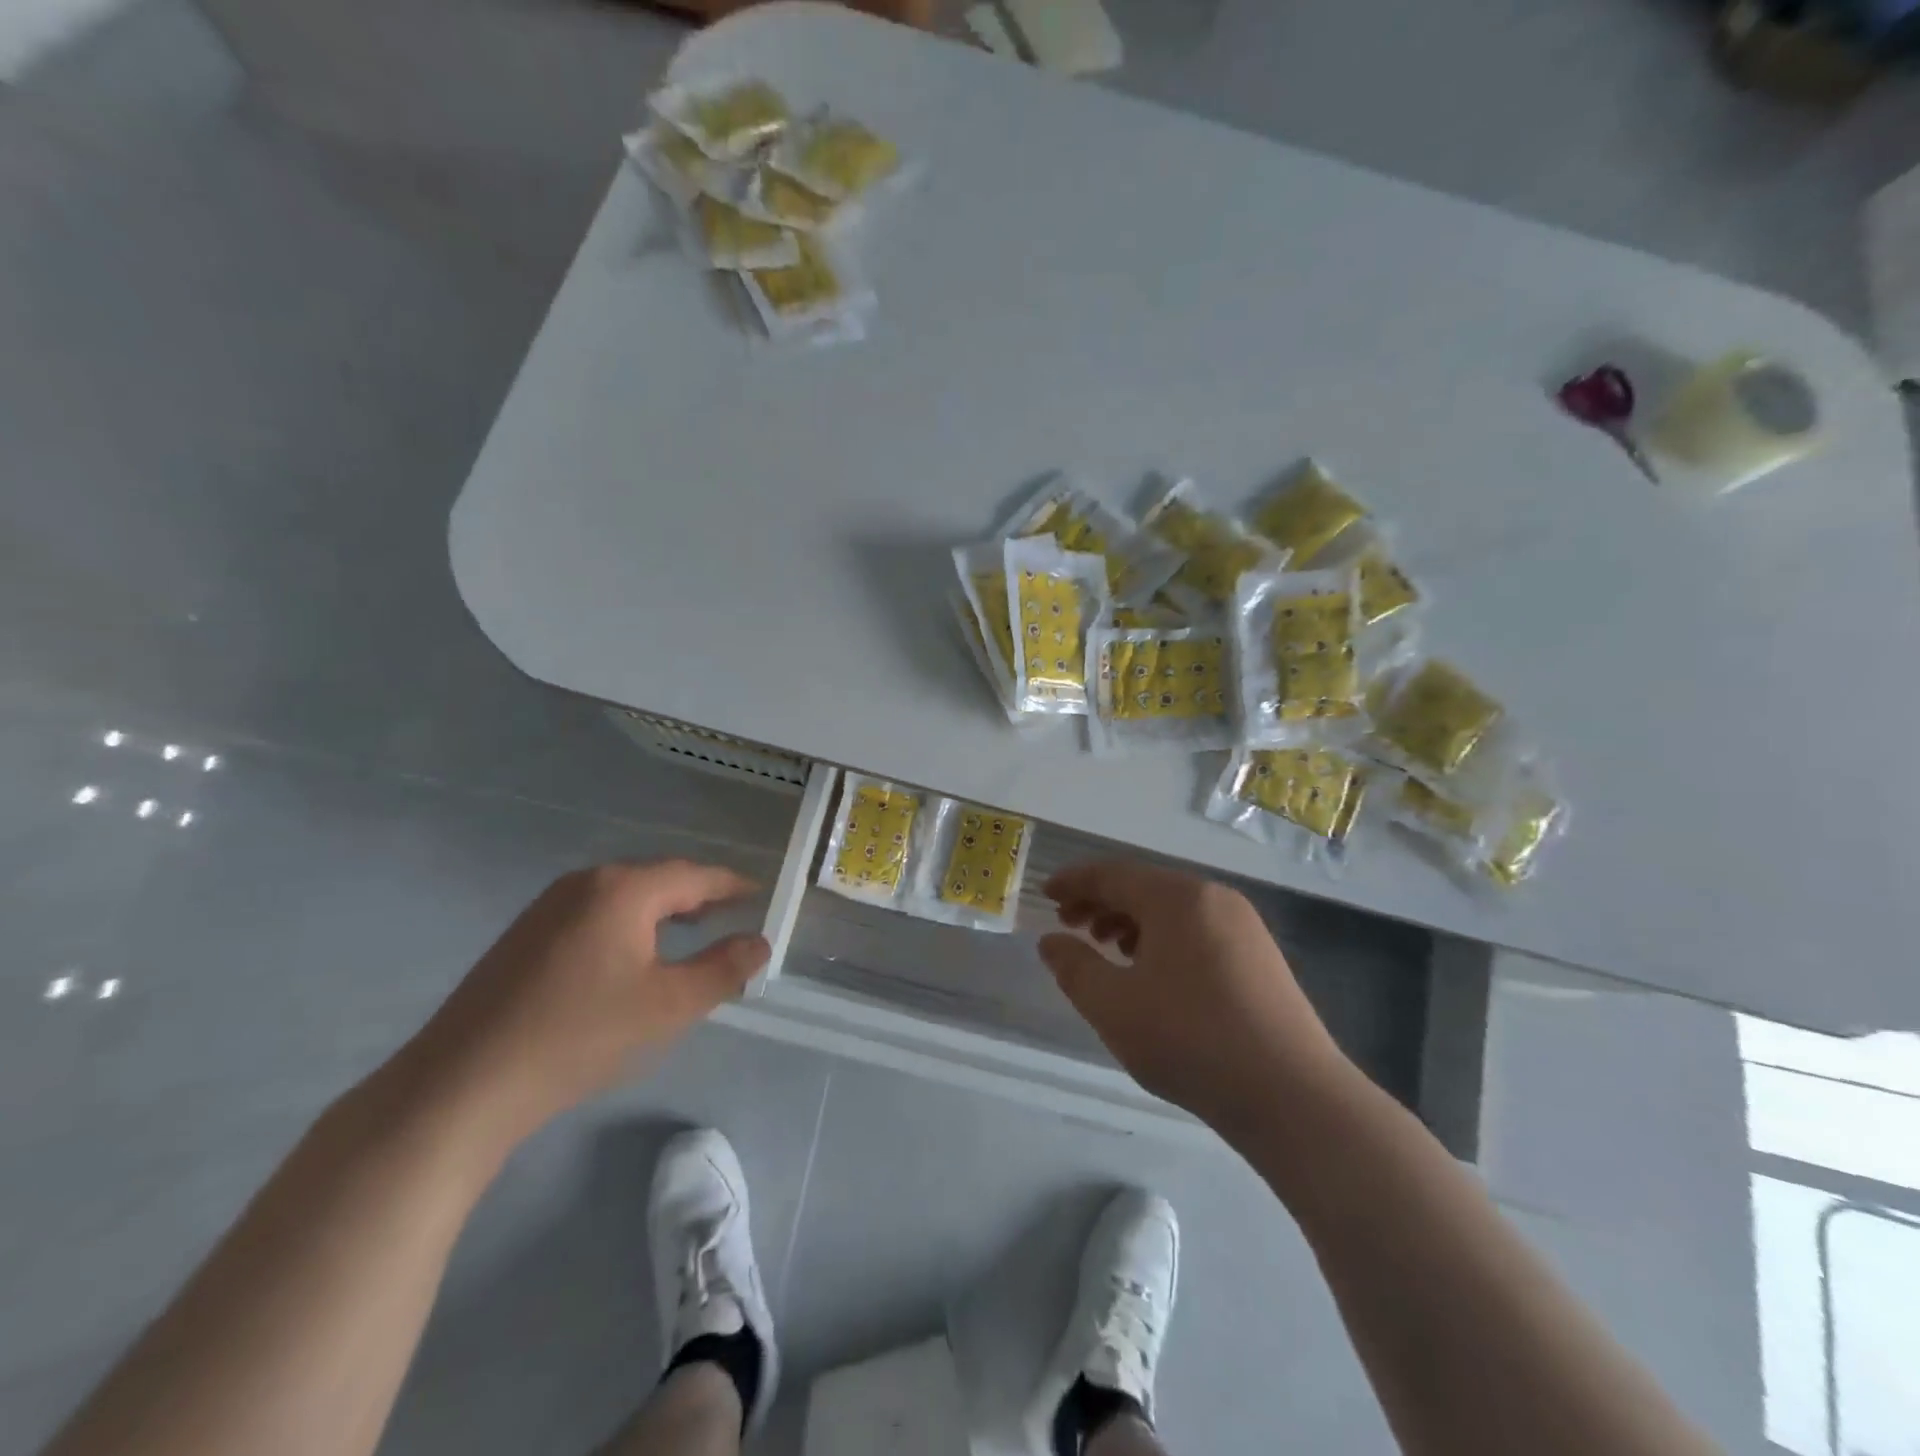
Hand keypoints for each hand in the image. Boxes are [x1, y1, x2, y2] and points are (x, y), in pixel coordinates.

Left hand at [393, 861, 768, 1155]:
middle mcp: (585, 883)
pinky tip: (630, 955)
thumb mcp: (669, 1006)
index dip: (731, 885)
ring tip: (688, 931)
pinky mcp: (525, 934)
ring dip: (662, 909)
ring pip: (623, 895)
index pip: (693, 874)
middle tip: (729, 914)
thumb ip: (723, 969)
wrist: (463, 1084)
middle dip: (697, 894)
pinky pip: (594, 911)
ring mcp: (548, 906)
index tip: (759, 894)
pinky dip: (628, 922)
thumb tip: (760, 942)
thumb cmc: (580, 1035)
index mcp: (623, 889)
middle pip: (657, 878)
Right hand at [1040, 860, 1352, 1134]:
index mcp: (1177, 897)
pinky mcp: (1260, 957)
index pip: (1112, 874)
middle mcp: (1213, 898)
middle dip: (1101, 902)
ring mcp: (1244, 926)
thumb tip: (1051, 941)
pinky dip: (1164, 939)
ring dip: (1132, 921)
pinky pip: (1198, 930)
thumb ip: (1074, 967)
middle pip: (1144, 887)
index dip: (1074, 882)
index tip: (1045, 894)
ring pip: (1172, 909)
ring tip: (1107, 949)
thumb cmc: (1190, 1040)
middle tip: (1069, 925)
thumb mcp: (1113, 1006)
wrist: (1292, 1096)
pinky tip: (1152, 973)